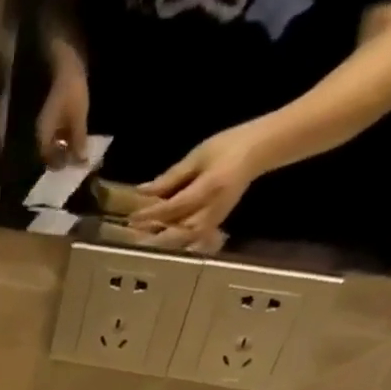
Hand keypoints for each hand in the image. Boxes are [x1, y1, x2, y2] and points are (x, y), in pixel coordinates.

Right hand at [36, 42, 89, 166]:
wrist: (66, 60)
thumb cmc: (71, 90)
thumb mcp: (78, 118)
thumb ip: (78, 141)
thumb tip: (80, 162)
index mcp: (43, 134)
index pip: (48, 159)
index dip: (62, 165)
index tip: (77, 166)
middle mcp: (42, 131)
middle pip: (51, 152)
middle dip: (65, 157)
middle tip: (81, 159)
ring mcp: (47, 121)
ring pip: (56, 142)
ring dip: (68, 147)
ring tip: (82, 148)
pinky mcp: (54, 113)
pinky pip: (60, 131)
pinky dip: (68, 136)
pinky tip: (78, 135)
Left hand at [129, 121, 273, 245]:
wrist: (259, 150)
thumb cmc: (228, 146)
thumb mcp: (198, 155)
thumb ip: (171, 177)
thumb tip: (143, 192)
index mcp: (209, 188)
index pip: (173, 208)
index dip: (151, 214)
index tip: (131, 217)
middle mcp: (212, 209)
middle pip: (177, 231)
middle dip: (153, 234)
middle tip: (131, 235)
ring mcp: (215, 219)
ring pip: (184, 239)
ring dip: (162, 241)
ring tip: (142, 239)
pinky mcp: (216, 224)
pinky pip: (193, 240)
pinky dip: (176, 243)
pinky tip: (161, 242)